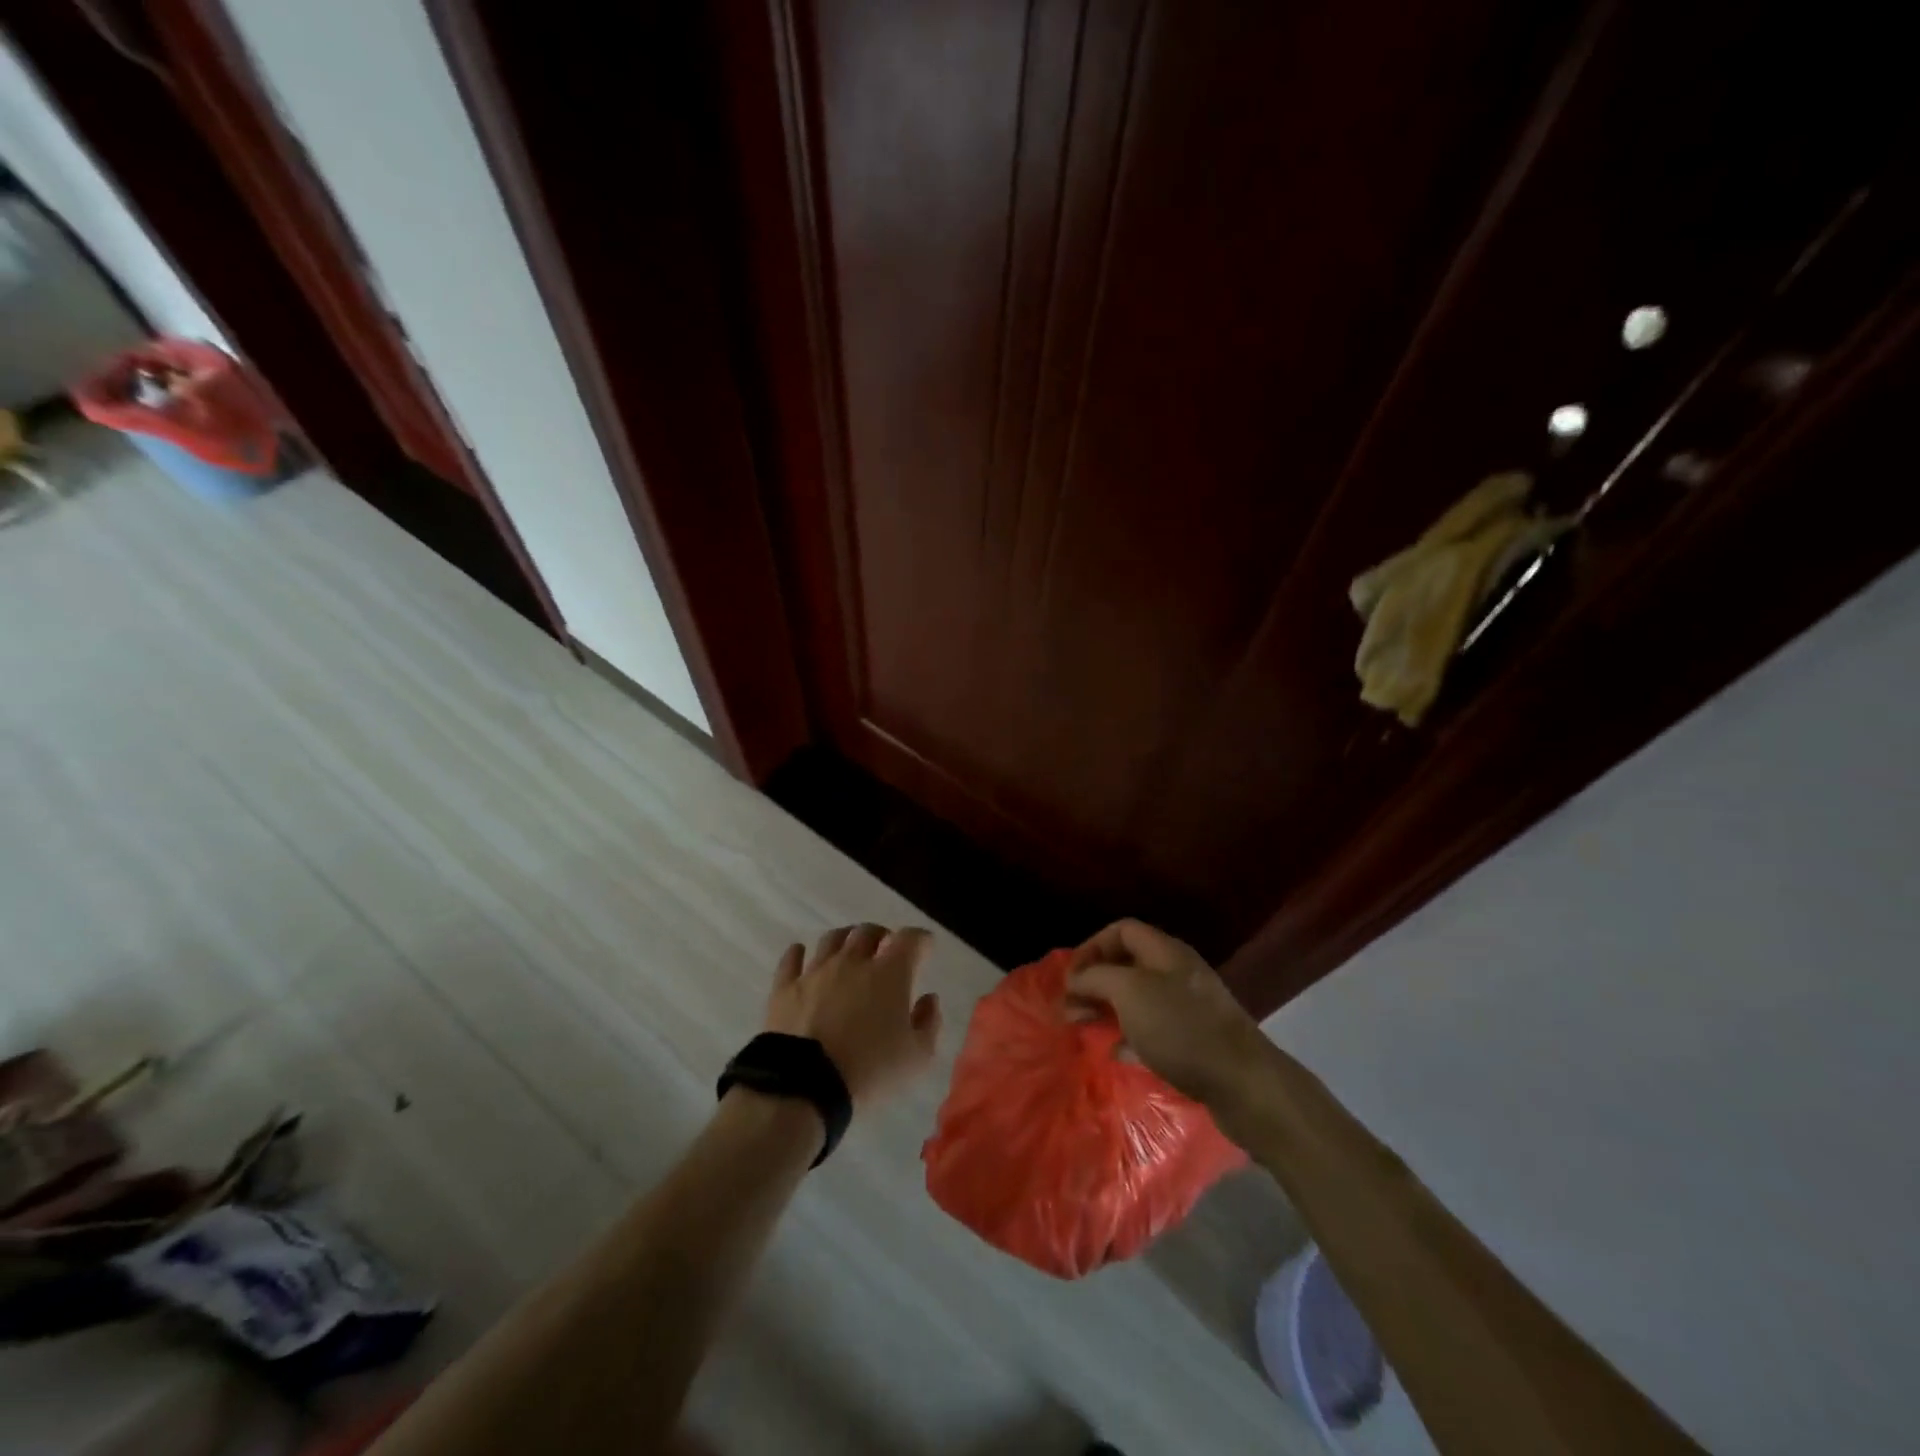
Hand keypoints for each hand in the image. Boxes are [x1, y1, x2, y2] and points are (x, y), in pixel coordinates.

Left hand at [765, 924, 942, 1107]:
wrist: (805, 1086)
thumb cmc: (870, 1070)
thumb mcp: (917, 1058)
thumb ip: (929, 1023)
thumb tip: (929, 999)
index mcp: (890, 973)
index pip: (910, 939)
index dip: (921, 939)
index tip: (925, 947)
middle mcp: (853, 961)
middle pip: (868, 932)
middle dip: (882, 935)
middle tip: (886, 948)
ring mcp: (816, 971)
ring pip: (832, 939)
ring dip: (845, 939)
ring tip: (849, 948)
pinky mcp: (785, 988)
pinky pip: (791, 960)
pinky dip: (798, 953)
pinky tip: (800, 953)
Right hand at [1067, 919, 1270, 1109]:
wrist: (1244, 1084)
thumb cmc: (1181, 1028)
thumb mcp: (1129, 992)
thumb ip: (1096, 978)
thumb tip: (1075, 979)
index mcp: (1165, 952)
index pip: (1121, 930)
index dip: (1091, 947)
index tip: (1070, 978)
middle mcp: (1177, 973)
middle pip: (1127, 965)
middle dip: (1094, 982)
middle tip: (1069, 1008)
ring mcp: (1188, 1008)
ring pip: (1138, 998)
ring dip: (1108, 1009)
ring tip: (1083, 1028)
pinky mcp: (1195, 1042)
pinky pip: (1153, 1030)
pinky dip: (1129, 1037)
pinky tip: (1116, 1053)